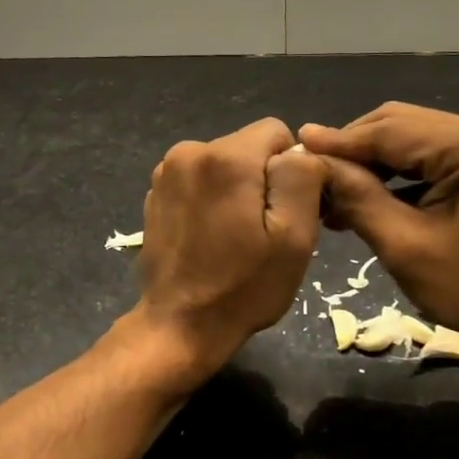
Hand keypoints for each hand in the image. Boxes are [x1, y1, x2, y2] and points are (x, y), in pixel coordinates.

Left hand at [128, 117, 324, 384]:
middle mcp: (189, 151)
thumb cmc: (244, 287)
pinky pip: (201, 181)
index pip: (277, 133)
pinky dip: (212, 200)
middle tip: (264, 231)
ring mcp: (166, 172)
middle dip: (264, 180)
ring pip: (225, 164)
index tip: (288, 212)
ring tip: (237, 238)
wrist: (179, 326)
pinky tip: (211, 238)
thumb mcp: (294, 237)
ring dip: (238, 191)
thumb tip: (300, 150)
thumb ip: (302, 178)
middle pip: (249, 148)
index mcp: (225, 157)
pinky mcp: (155, 194)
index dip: (292, 169)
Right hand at [300, 103, 458, 357]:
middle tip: (315, 184)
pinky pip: (431, 155)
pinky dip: (398, 173)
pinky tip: (370, 198)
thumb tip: (312, 159)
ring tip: (335, 197)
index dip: (336, 143)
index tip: (292, 154)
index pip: (387, 131)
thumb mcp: (405, 246)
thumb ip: (357, 196)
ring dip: (373, 163)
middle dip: (353, 151)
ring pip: (412, 138)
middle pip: (399, 124)